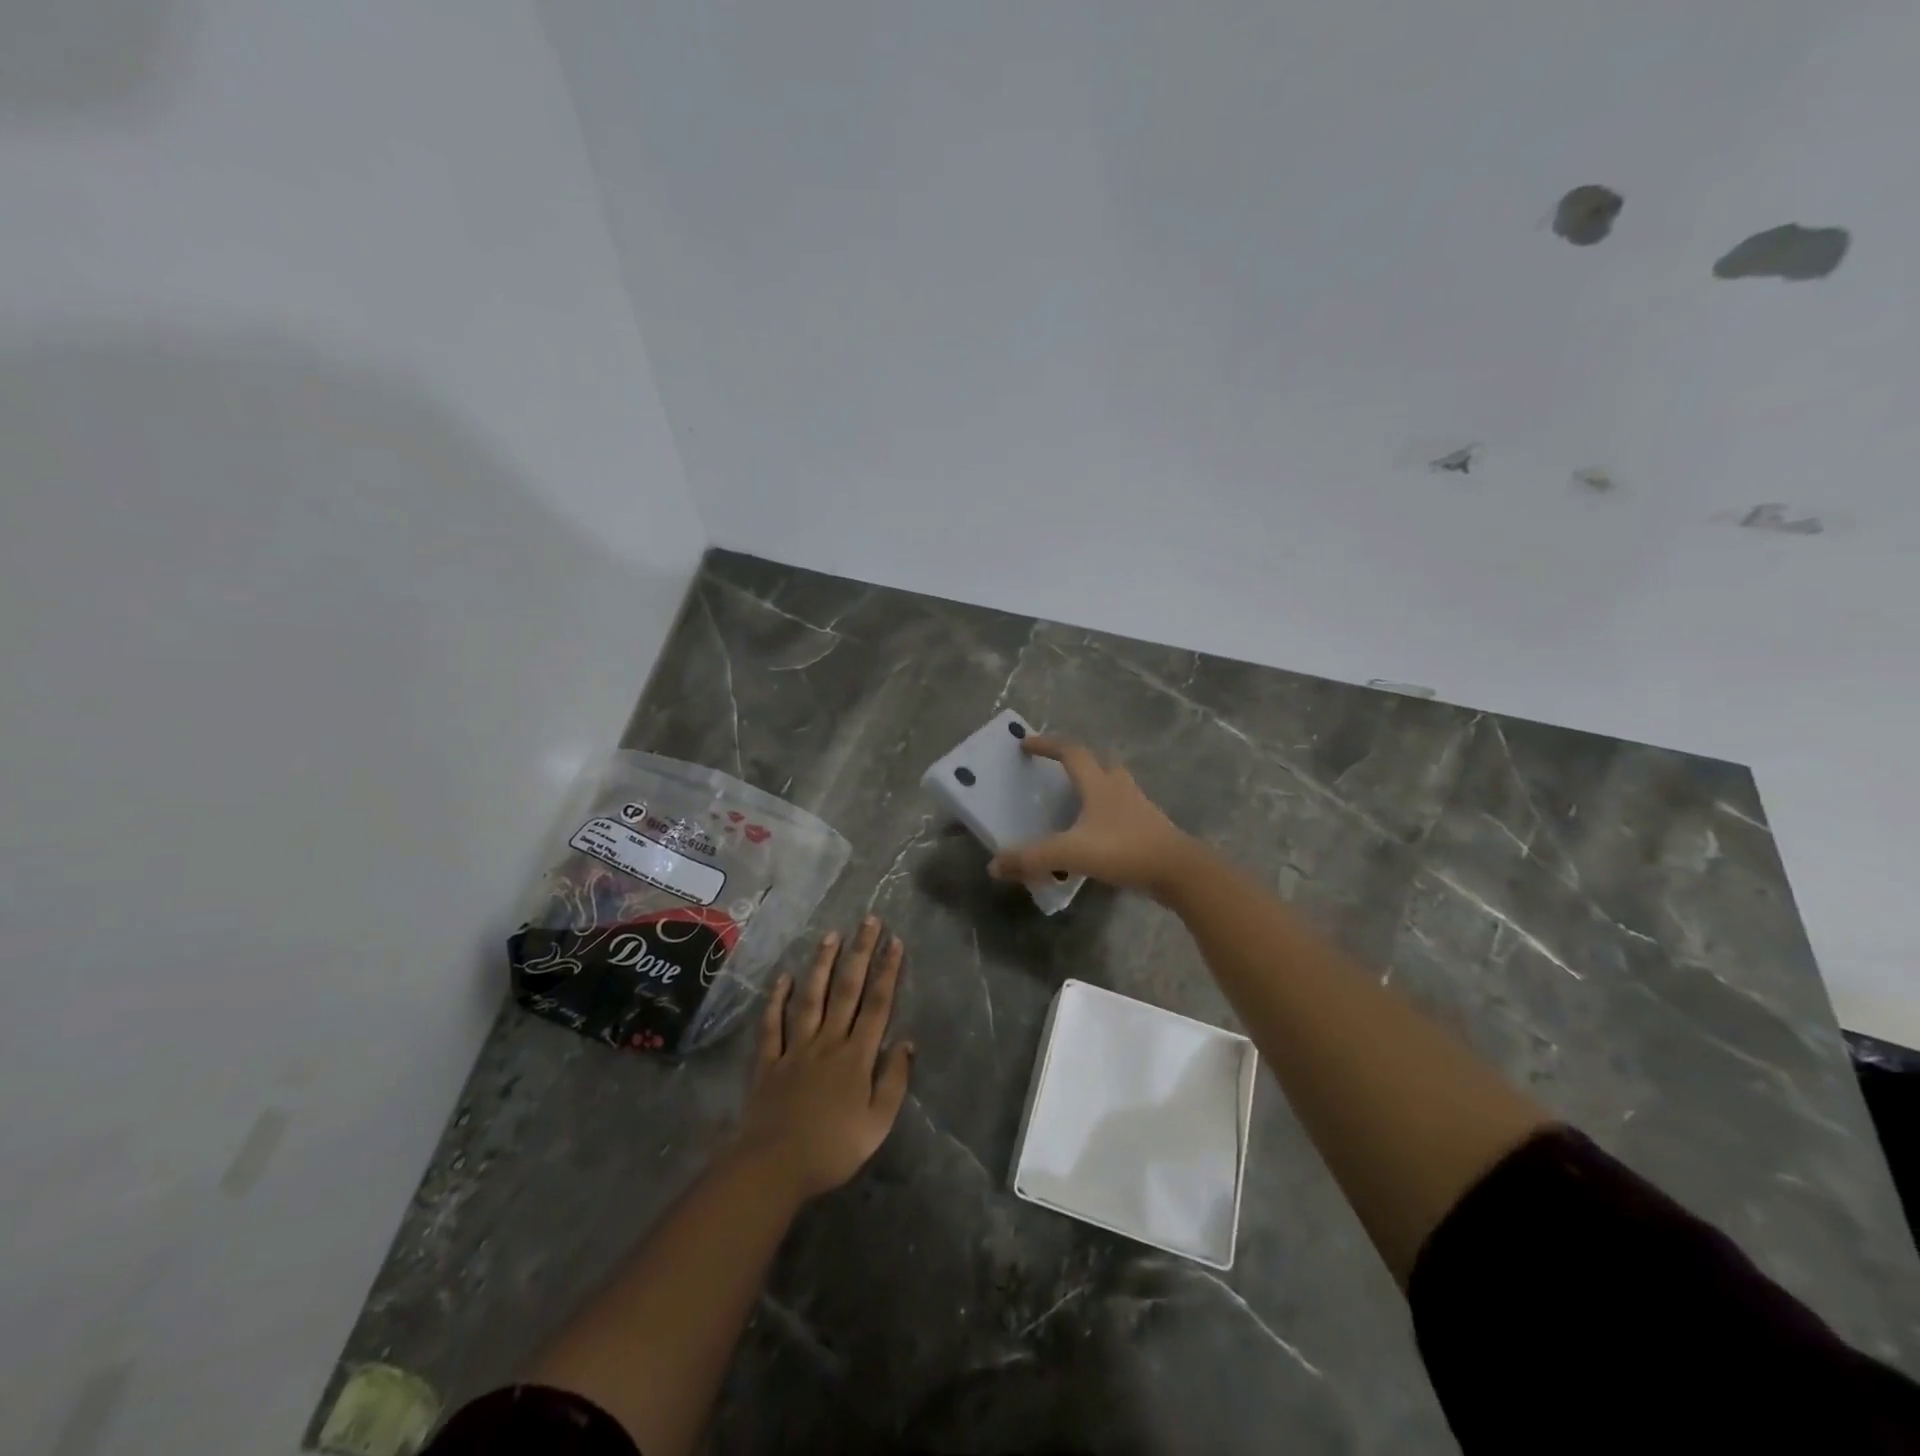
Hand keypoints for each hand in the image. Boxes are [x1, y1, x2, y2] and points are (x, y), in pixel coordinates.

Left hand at [732, 918, 913, 1200]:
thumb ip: (894, 1081)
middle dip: (860, 953)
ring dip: (822, 965)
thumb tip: (907, 1042)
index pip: (877, 1004)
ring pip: (811, 997)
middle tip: (868, 921)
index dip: (887, 971)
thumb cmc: (833, 1148)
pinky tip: (782, 977)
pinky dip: (776, 1000)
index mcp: (857, 1056)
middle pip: (847, 990)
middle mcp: (828, 1041)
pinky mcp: (769, 1061)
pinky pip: (772, 1025)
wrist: (775, 1166)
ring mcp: (796, 1048)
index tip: (894, 941)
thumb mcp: (878, 1124)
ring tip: (831, 935)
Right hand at [987, 736, 1195, 897]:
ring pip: (1114, 788)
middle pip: (1098, 764)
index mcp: (1099, 785)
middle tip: (1056, 774)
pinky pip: (1123, 814)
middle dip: (1076, 764)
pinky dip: (1107, 817)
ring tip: (1075, 806)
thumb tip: (994, 865)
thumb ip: (1032, 858)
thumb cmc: (1125, 850)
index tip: (1026, 743)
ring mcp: (1139, 808)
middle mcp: (1120, 789)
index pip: (1071, 752)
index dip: (1047, 744)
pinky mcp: (1150, 829)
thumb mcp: (1071, 853)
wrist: (1179, 871)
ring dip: (1094, 789)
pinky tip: (1097, 837)